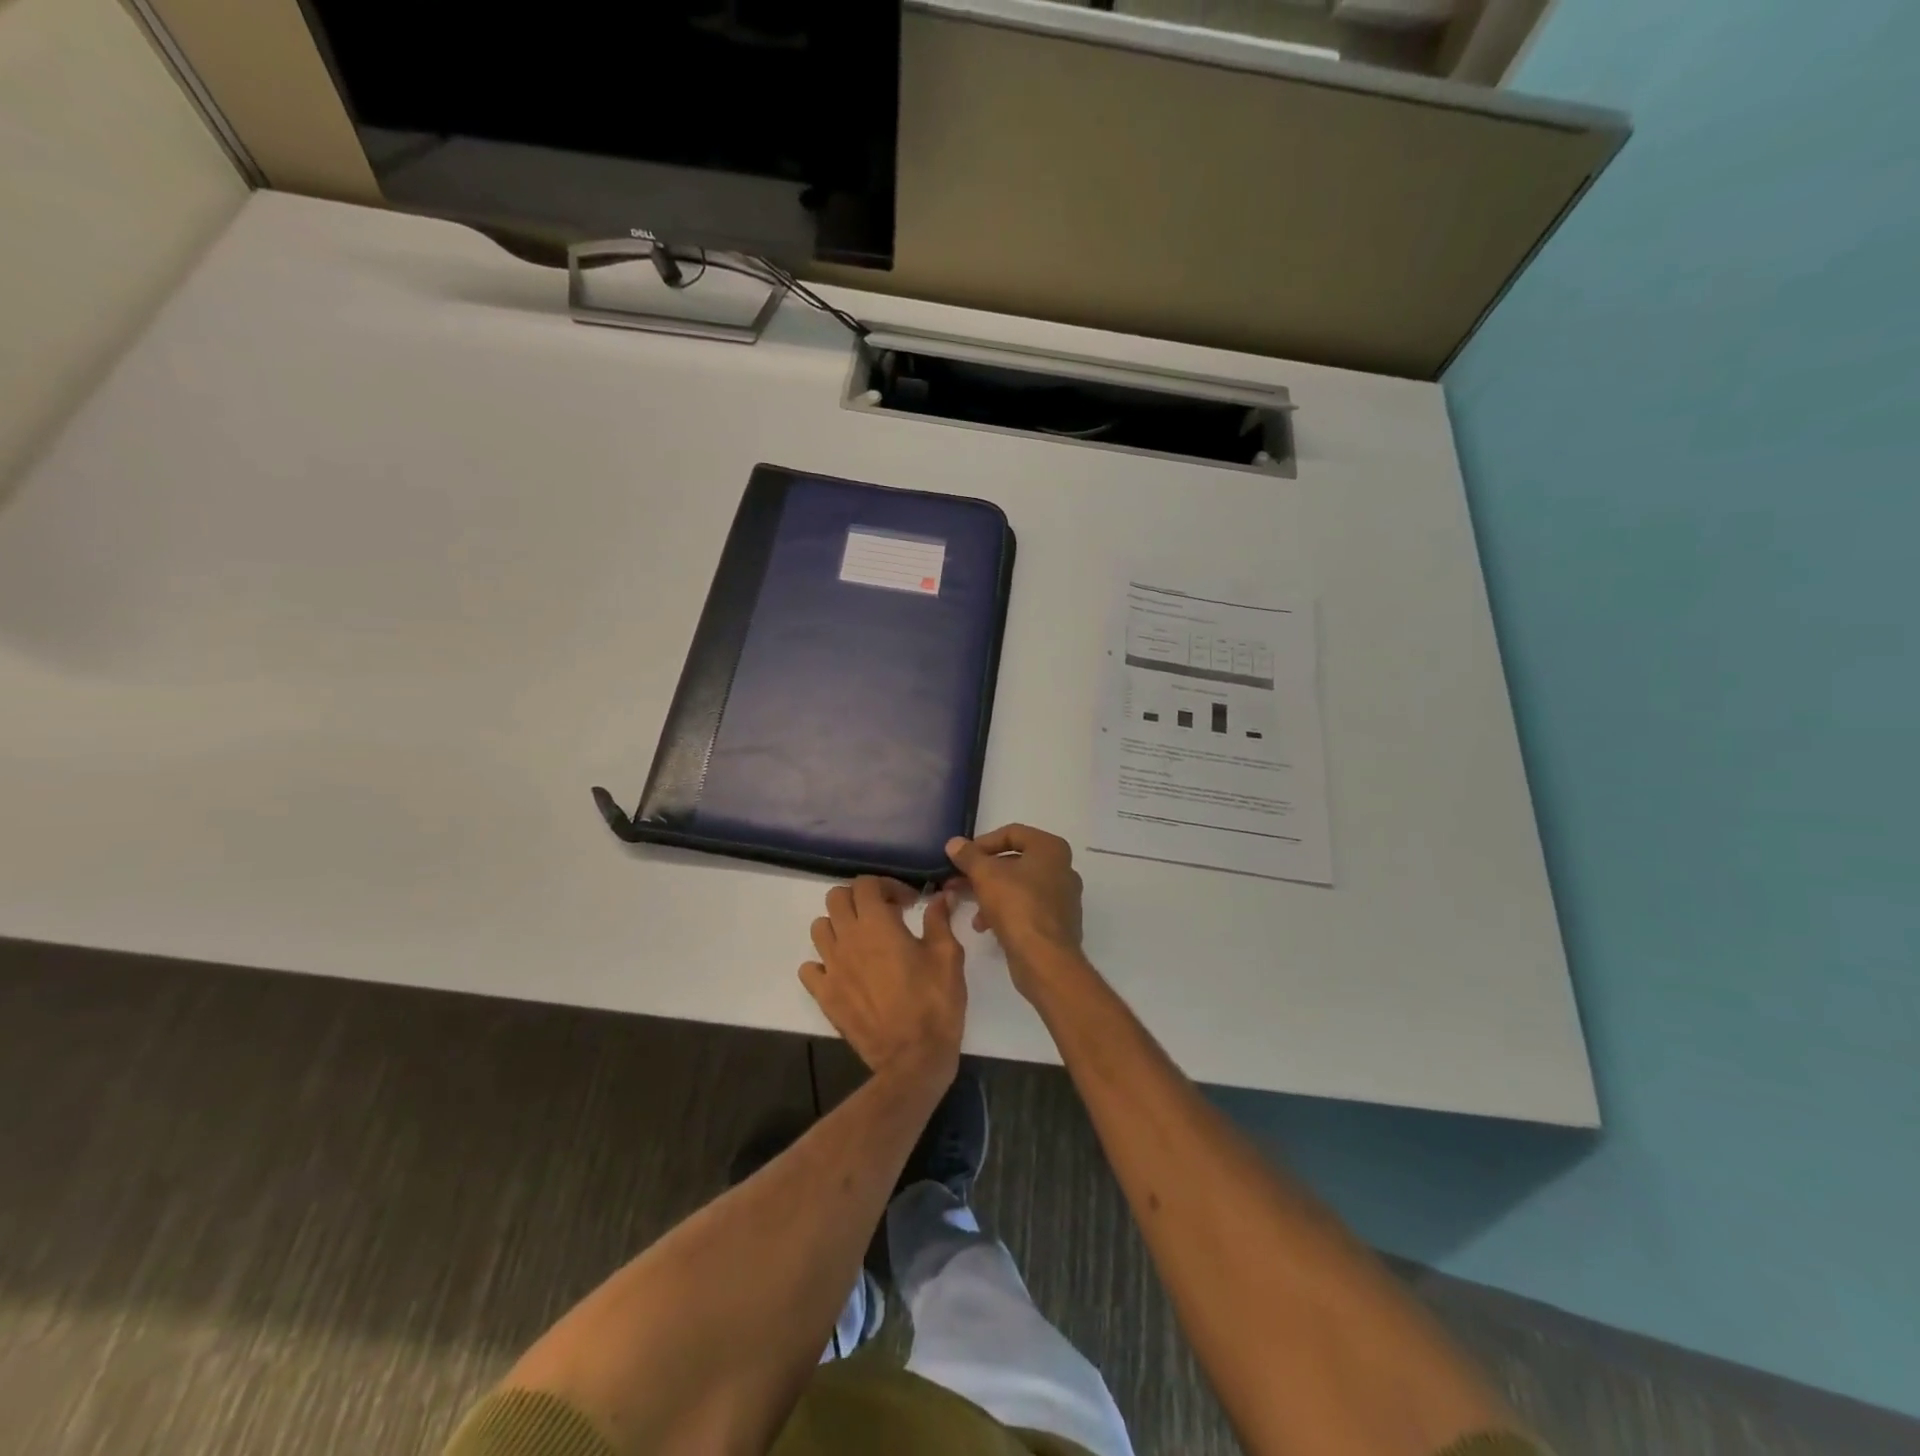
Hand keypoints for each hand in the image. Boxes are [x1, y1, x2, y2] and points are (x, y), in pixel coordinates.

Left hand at [800, 877, 965, 1088]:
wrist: (913, 1058)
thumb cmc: (934, 1003)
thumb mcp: (948, 956)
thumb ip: (939, 920)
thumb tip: (939, 897)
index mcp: (877, 924)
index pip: (866, 884)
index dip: (887, 885)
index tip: (908, 902)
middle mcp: (847, 939)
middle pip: (836, 898)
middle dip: (860, 898)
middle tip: (884, 914)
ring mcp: (831, 967)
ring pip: (819, 928)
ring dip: (839, 925)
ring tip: (863, 940)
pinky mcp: (824, 995)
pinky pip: (810, 968)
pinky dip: (823, 962)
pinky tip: (844, 970)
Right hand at [945, 826, 1084, 1000]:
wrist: (1045, 958)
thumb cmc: (1017, 905)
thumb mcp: (985, 875)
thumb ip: (968, 856)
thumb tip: (954, 843)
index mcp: (1050, 849)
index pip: (1012, 833)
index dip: (983, 842)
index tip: (962, 857)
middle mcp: (1062, 868)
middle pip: (1014, 861)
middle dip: (983, 872)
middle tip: (958, 881)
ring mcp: (1063, 897)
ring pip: (1018, 886)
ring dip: (990, 893)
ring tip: (969, 907)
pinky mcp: (1058, 923)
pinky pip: (1026, 908)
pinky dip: (1005, 911)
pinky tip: (985, 926)